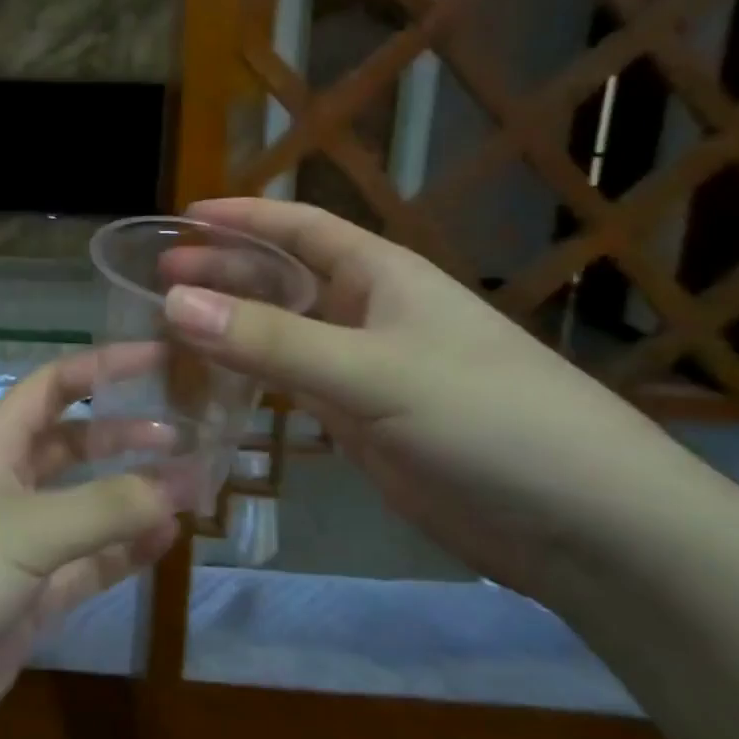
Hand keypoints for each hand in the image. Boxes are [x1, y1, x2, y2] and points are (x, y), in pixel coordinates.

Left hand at [0, 348, 179, 738]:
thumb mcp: (25, 529)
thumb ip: (106, 508)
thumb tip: (184, 483)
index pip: (55, 385)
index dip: (105, 366)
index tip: (162, 357)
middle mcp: (8, 484)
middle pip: (76, 444)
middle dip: (127, 434)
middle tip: (188, 432)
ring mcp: (21, 543)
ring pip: (90, 506)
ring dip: (136, 495)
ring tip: (195, 485)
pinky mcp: (32, 597)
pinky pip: (90, 563)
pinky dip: (127, 550)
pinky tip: (168, 538)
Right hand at [161, 199, 683, 595]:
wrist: (580, 523)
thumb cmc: (485, 418)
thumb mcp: (372, 371)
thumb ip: (271, 341)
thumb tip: (174, 302)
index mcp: (380, 275)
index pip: (300, 227)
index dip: (245, 216)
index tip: (186, 215)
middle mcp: (368, 313)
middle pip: (283, 279)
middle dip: (224, 272)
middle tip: (158, 277)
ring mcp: (364, 369)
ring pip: (282, 334)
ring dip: (232, 327)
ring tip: (171, 327)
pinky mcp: (362, 421)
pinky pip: (292, 385)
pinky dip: (252, 378)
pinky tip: (214, 384)